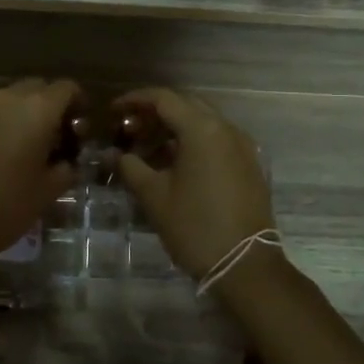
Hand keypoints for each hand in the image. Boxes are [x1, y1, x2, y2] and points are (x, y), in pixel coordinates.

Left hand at [0, 78, 82, 265]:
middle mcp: (10, 98)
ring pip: (17, 98)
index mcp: (38, 108)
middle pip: (40, 88)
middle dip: (54, 106)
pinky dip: (11, 123)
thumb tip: (68, 161)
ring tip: (38, 147)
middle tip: (63, 136)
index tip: (83, 127)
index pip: (66, 88)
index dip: (80, 103)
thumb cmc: (9, 203)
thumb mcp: (50, 189)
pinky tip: (13, 153)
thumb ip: (66, 167)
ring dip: (31, 114)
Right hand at [110, 88, 275, 278]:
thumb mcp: (154, 195)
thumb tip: (114, 154)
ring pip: (203, 123)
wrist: (245, 265)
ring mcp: (243, 146)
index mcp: (202, 129)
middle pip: (186, 105)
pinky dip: (193, 143)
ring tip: (148, 150)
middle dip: (155, 113)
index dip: (135, 100)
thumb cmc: (194, 226)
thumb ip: (130, 167)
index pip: (164, 99)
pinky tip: (175, 165)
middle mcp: (226, 128)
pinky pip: (217, 141)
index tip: (114, 112)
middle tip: (130, 129)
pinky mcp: (250, 165)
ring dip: (174, 129)